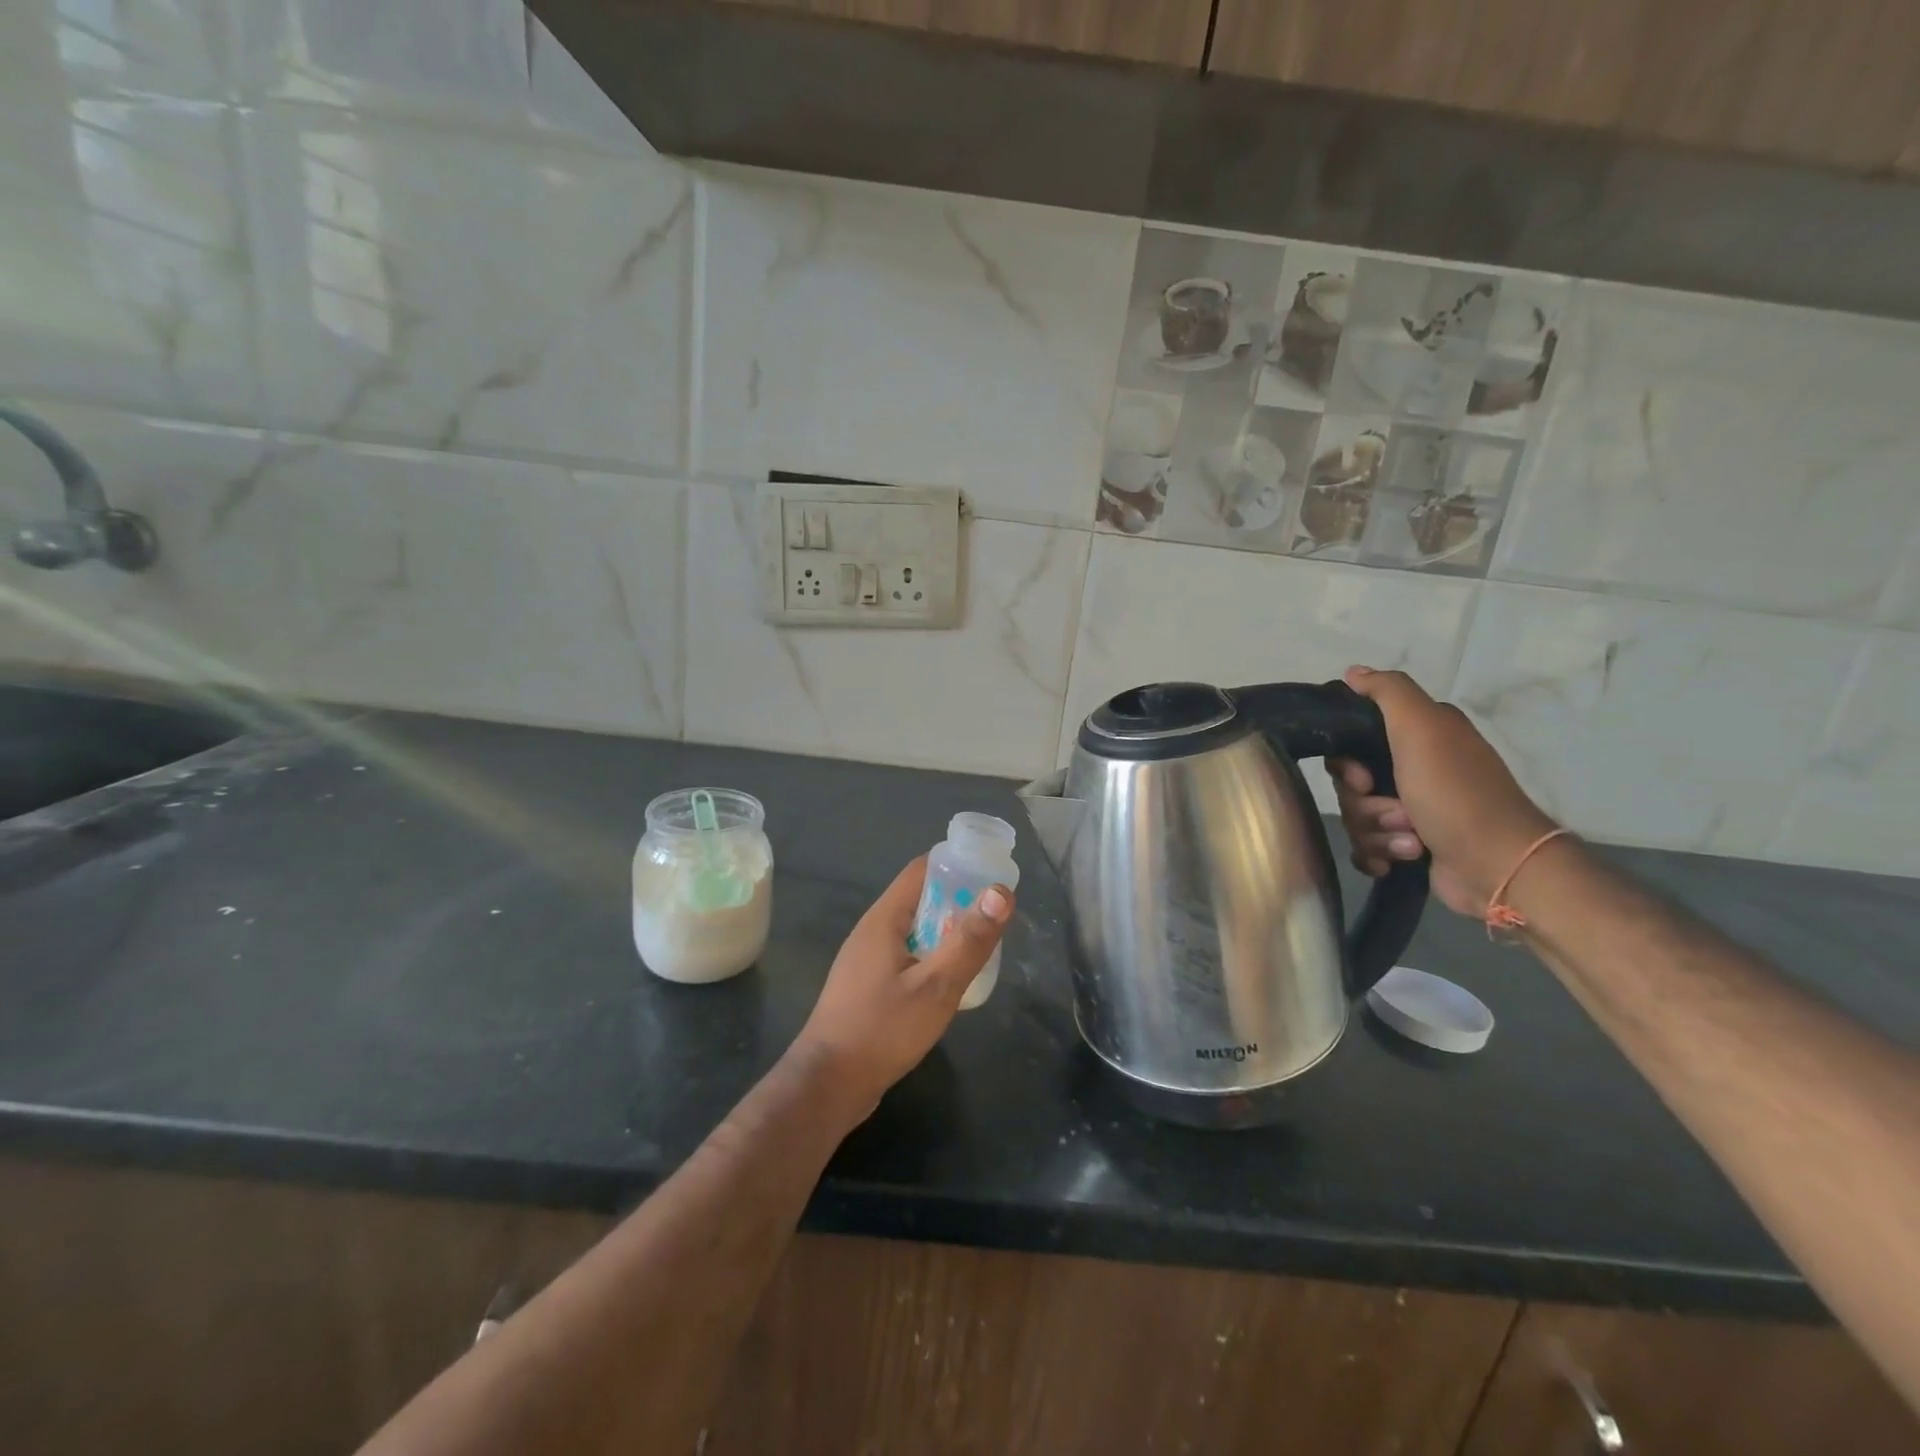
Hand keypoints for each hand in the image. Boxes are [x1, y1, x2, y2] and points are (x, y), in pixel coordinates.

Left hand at [789, 856, 1012, 1115]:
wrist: (828, 1084)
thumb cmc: (882, 1030)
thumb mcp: (935, 987)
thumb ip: (969, 941)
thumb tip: (1001, 891)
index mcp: (884, 918)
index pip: (923, 869)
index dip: (958, 866)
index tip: (992, 877)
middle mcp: (873, 930)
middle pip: (920, 898)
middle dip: (958, 901)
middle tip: (995, 919)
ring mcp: (866, 959)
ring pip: (914, 930)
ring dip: (945, 932)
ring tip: (980, 949)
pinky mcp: (867, 985)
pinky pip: (905, 956)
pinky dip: (930, 957)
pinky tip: (948, 982)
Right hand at [1329, 666, 1557, 917]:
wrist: (1497, 866)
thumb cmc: (1456, 795)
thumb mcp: (1422, 729)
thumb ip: (1387, 692)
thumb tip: (1352, 672)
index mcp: (1420, 736)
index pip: (1352, 741)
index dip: (1346, 763)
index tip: (1361, 778)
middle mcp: (1415, 767)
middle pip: (1350, 783)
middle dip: (1364, 805)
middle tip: (1397, 813)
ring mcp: (1413, 809)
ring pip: (1357, 817)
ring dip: (1376, 833)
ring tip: (1410, 842)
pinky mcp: (1411, 844)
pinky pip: (1366, 846)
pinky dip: (1376, 854)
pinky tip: (1394, 861)